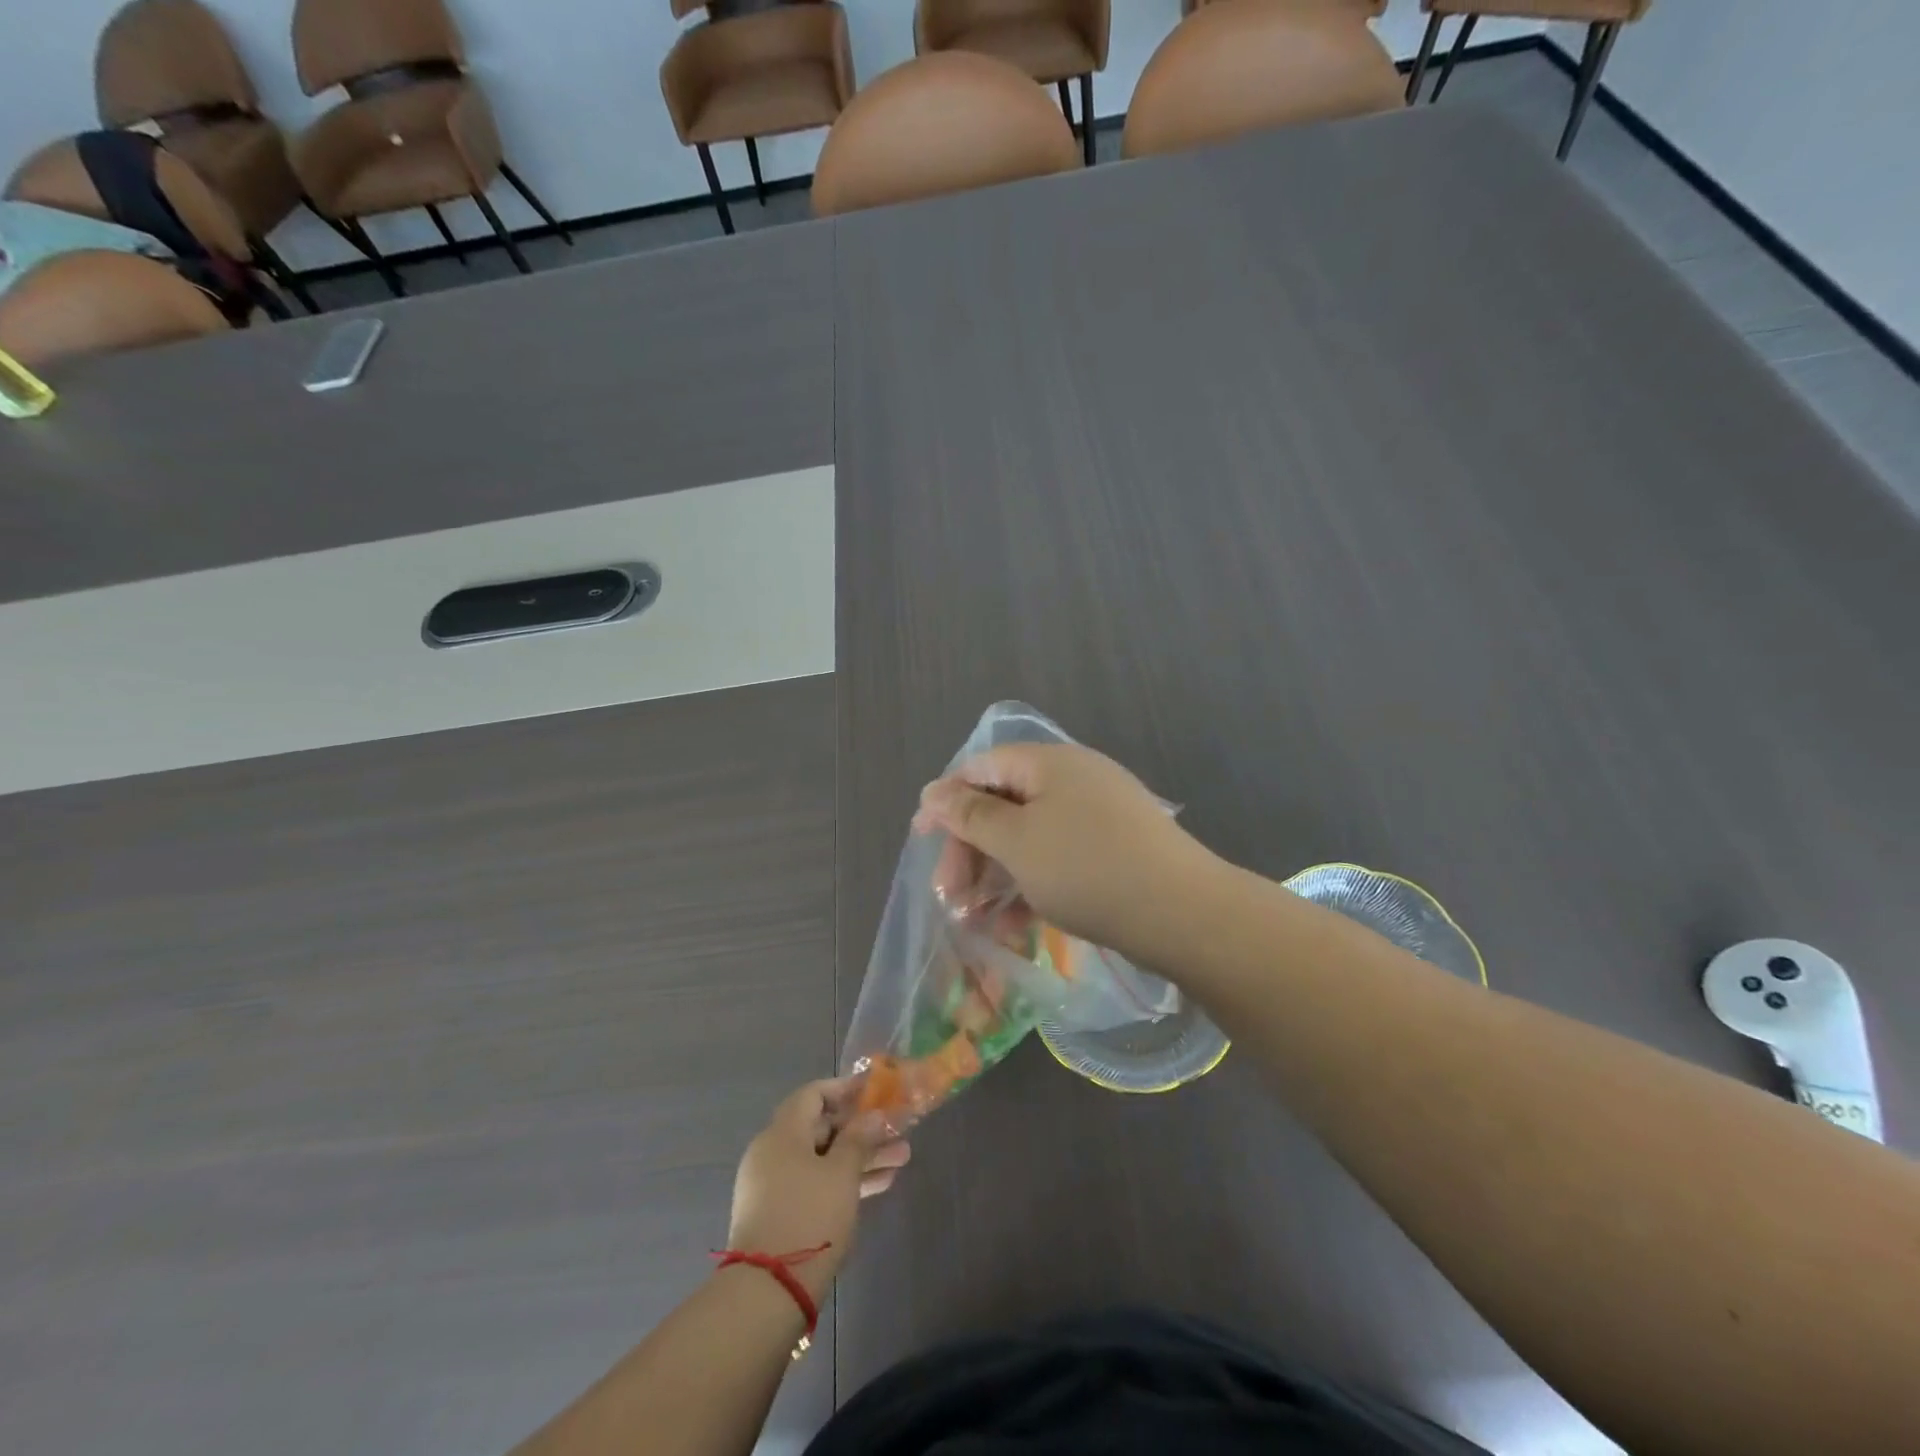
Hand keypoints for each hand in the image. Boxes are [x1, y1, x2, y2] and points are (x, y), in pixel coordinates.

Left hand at [727, 1079, 909, 1300]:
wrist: (767, 1294)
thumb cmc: (808, 1217)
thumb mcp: (842, 1173)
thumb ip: (859, 1139)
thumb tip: (873, 1115)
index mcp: (782, 1133)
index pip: (813, 1094)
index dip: (844, 1089)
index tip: (874, 1092)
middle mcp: (773, 1153)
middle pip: (822, 1128)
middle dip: (862, 1130)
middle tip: (897, 1133)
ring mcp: (773, 1186)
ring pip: (822, 1160)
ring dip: (860, 1158)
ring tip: (900, 1161)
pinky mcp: (779, 1215)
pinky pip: (815, 1184)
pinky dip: (843, 1182)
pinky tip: (878, 1186)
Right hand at [912, 742, 1216, 965]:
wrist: (1184, 915)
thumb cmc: (1087, 869)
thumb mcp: (1017, 842)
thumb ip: (970, 814)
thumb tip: (933, 789)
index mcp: (1048, 763)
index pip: (981, 767)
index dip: (946, 801)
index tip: (921, 840)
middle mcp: (1073, 780)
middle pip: (1003, 805)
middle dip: (971, 851)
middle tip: (951, 898)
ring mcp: (1097, 815)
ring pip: (1029, 838)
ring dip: (997, 876)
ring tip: (980, 922)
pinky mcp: (1113, 850)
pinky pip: (1058, 858)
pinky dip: (1032, 885)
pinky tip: (1018, 926)